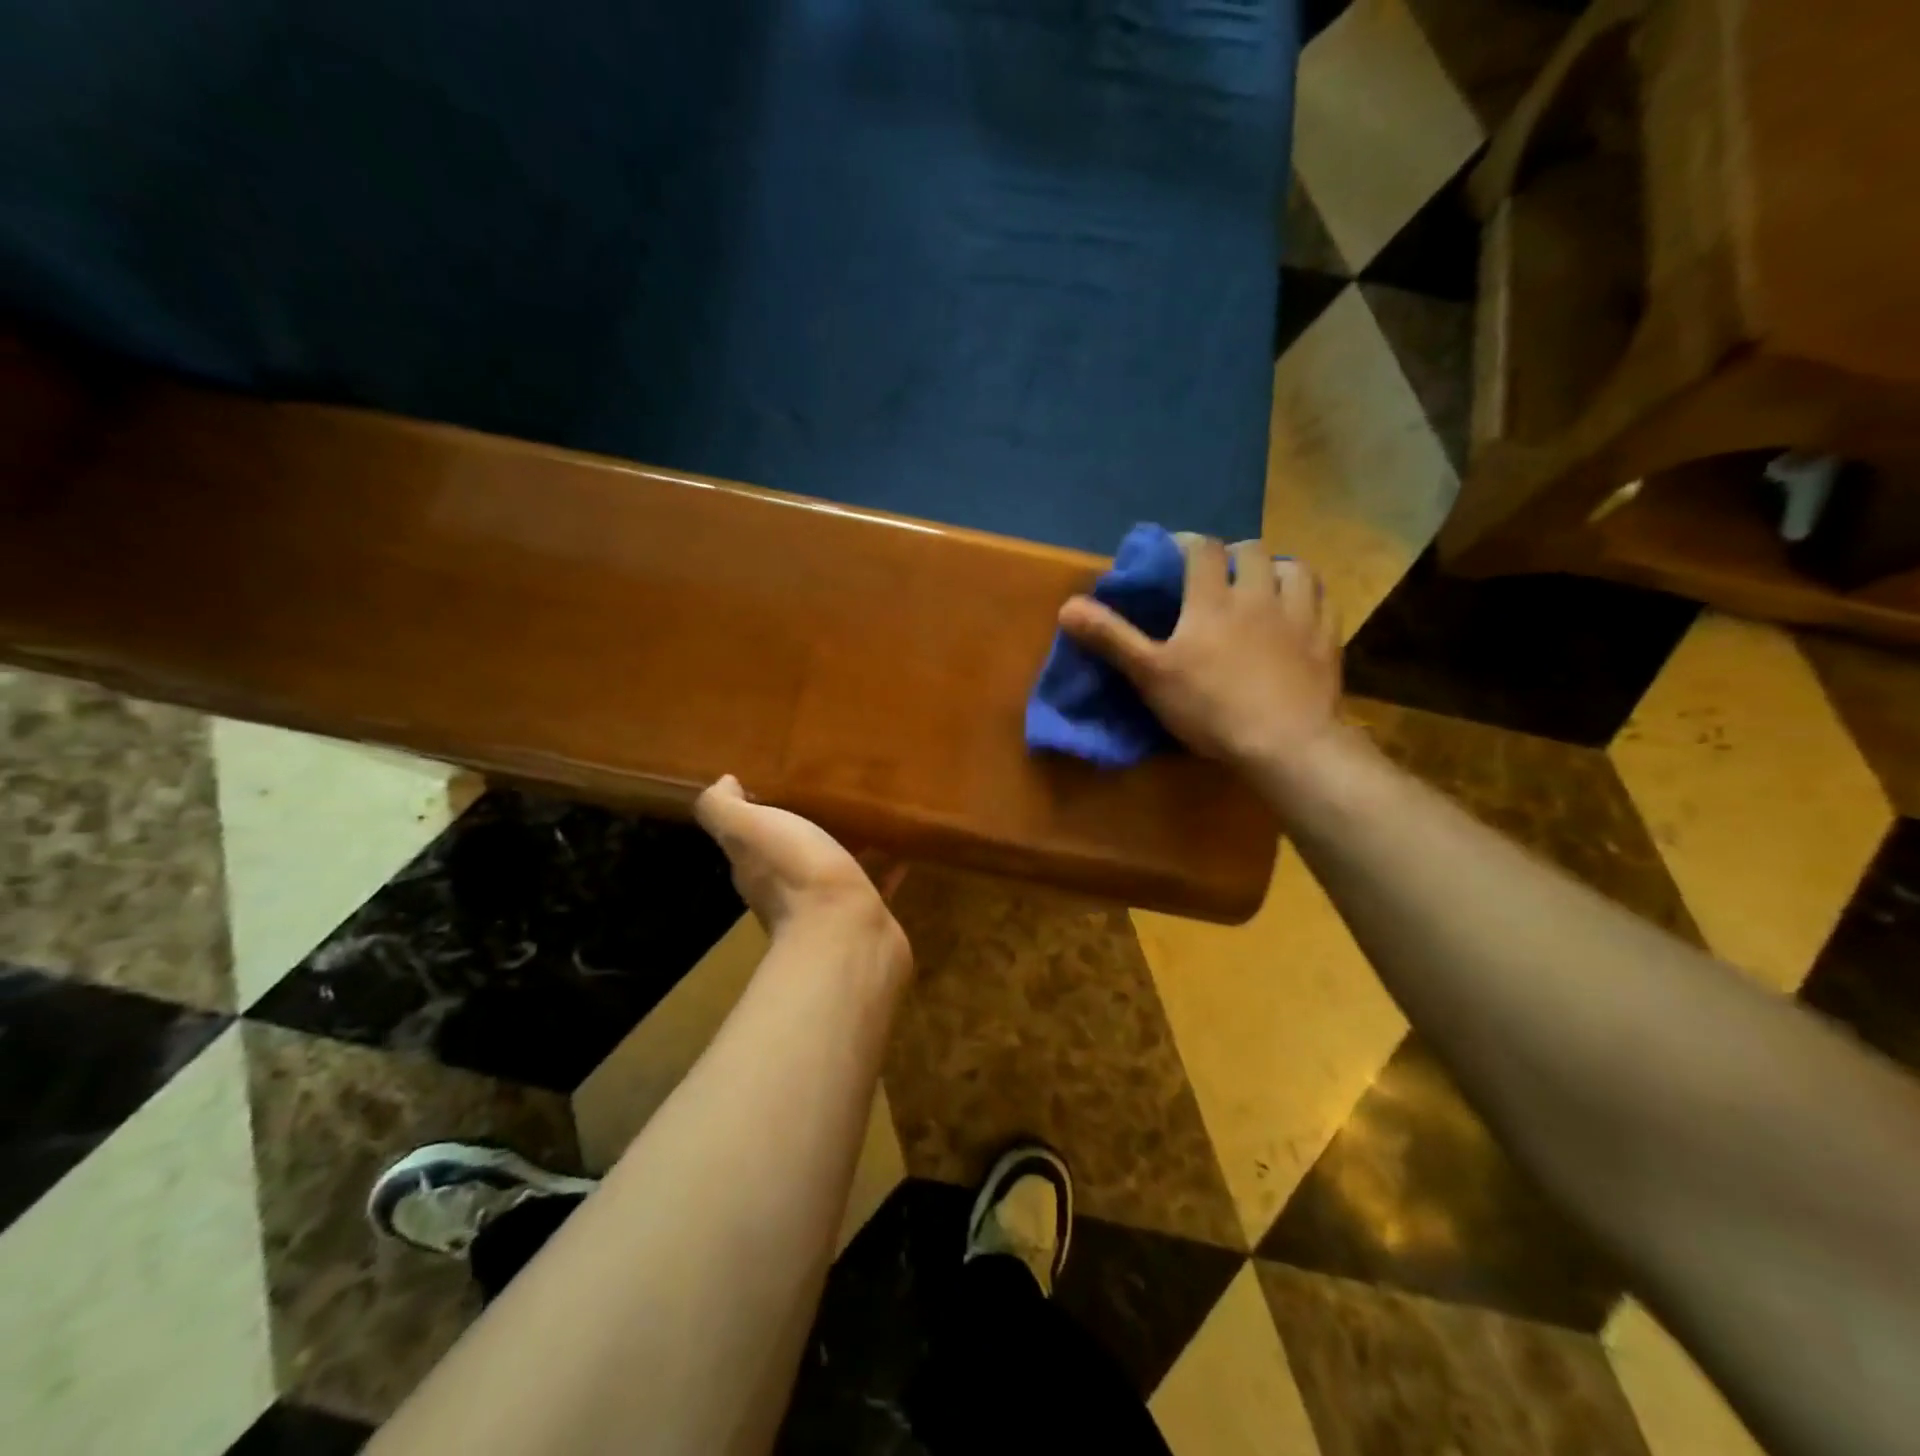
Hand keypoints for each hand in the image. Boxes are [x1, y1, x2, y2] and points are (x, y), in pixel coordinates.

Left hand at [695, 776, 910, 970]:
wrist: (847, 934)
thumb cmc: (796, 874)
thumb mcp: (749, 829)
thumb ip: (724, 808)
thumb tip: (722, 782)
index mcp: (756, 868)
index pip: (750, 839)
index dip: (757, 813)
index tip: (777, 784)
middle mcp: (786, 891)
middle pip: (792, 853)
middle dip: (805, 827)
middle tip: (830, 793)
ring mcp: (829, 906)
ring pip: (834, 868)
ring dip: (847, 846)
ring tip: (870, 814)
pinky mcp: (867, 914)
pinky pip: (876, 881)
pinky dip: (886, 866)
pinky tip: (904, 847)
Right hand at [1058, 538, 1341, 778]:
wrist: (1285, 743)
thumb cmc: (1210, 707)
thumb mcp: (1150, 674)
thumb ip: (1111, 637)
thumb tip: (1067, 606)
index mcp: (1212, 599)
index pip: (1202, 549)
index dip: (1187, 545)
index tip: (1174, 554)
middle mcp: (1258, 594)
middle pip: (1251, 551)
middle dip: (1232, 555)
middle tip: (1219, 576)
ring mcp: (1299, 614)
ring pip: (1293, 568)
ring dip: (1275, 569)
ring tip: (1263, 587)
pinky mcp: (1326, 638)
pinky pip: (1322, 600)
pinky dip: (1308, 595)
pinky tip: (1299, 609)